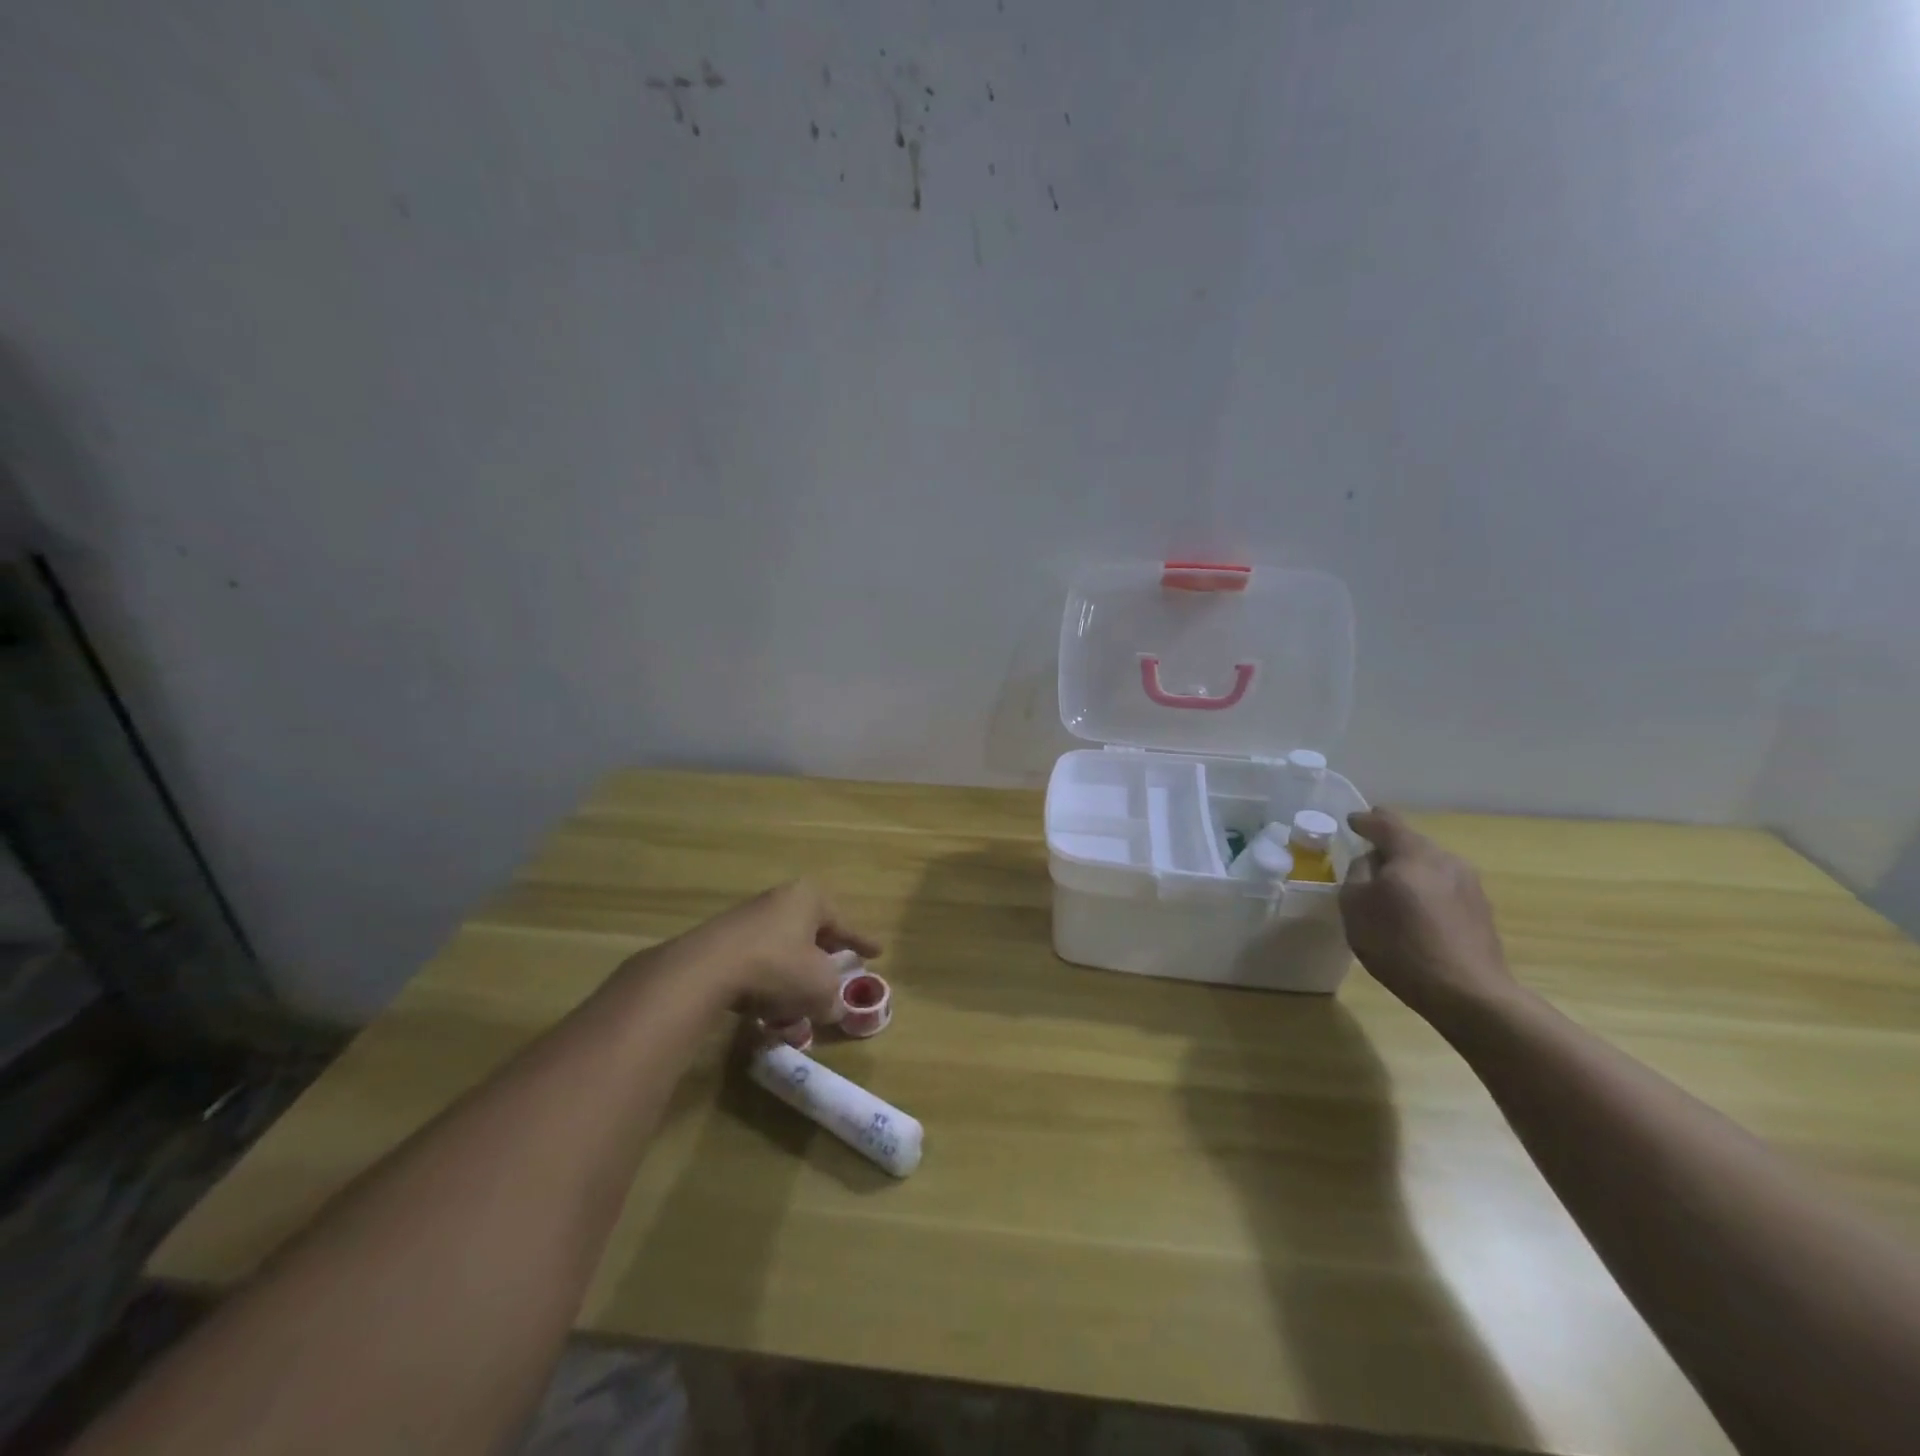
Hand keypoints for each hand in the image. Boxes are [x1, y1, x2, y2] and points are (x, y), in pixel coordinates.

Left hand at [674, 880, 880, 1028]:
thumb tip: (833, 1008)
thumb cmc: (777, 966)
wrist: (707, 969)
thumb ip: (833, 997)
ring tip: (802, 995)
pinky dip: (769, 978)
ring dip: (795, 970)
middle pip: (811, 930)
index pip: (843, 923)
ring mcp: (748, 918)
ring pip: (784, 946)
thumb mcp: (819, 987)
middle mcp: (780, 900)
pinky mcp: (723, 940)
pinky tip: (769, 1003)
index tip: (877, 953)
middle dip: (825, 953)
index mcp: (809, 899)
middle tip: (838, 969)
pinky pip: (758, 960)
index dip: (861, 942)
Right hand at [1339, 808, 1515, 1025]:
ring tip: (1390, 890)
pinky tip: (1415, 915)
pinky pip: (1443, 890)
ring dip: (1409, 873)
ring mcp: (1470, 886)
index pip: (1386, 823)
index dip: (1365, 821)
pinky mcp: (1481, 912)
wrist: (1468, 993)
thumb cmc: (1400, 943)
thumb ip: (1357, 874)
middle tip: (1367, 859)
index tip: (1352, 821)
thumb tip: (1370, 862)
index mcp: (1413, 853)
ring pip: (1430, 867)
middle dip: (1389, 848)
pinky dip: (1425, 893)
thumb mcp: (1355, 906)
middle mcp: (1446, 860)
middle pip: (1411, 844)